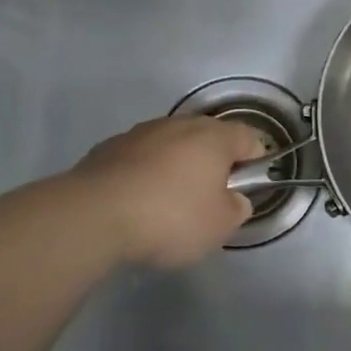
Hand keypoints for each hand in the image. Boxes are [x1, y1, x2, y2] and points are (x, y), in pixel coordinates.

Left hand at [70, 116, 266, 268]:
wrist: (94, 216)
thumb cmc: (171, 218)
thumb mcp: (220, 226)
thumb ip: (236, 208)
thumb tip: (233, 199)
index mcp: (214, 137)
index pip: (250, 138)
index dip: (256, 161)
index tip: (248, 188)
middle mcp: (179, 124)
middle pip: (208, 138)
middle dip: (213, 163)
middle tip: (210, 198)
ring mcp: (141, 133)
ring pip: (171, 145)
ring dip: (176, 167)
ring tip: (169, 204)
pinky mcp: (109, 148)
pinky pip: (139, 158)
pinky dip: (145, 174)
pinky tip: (137, 203)